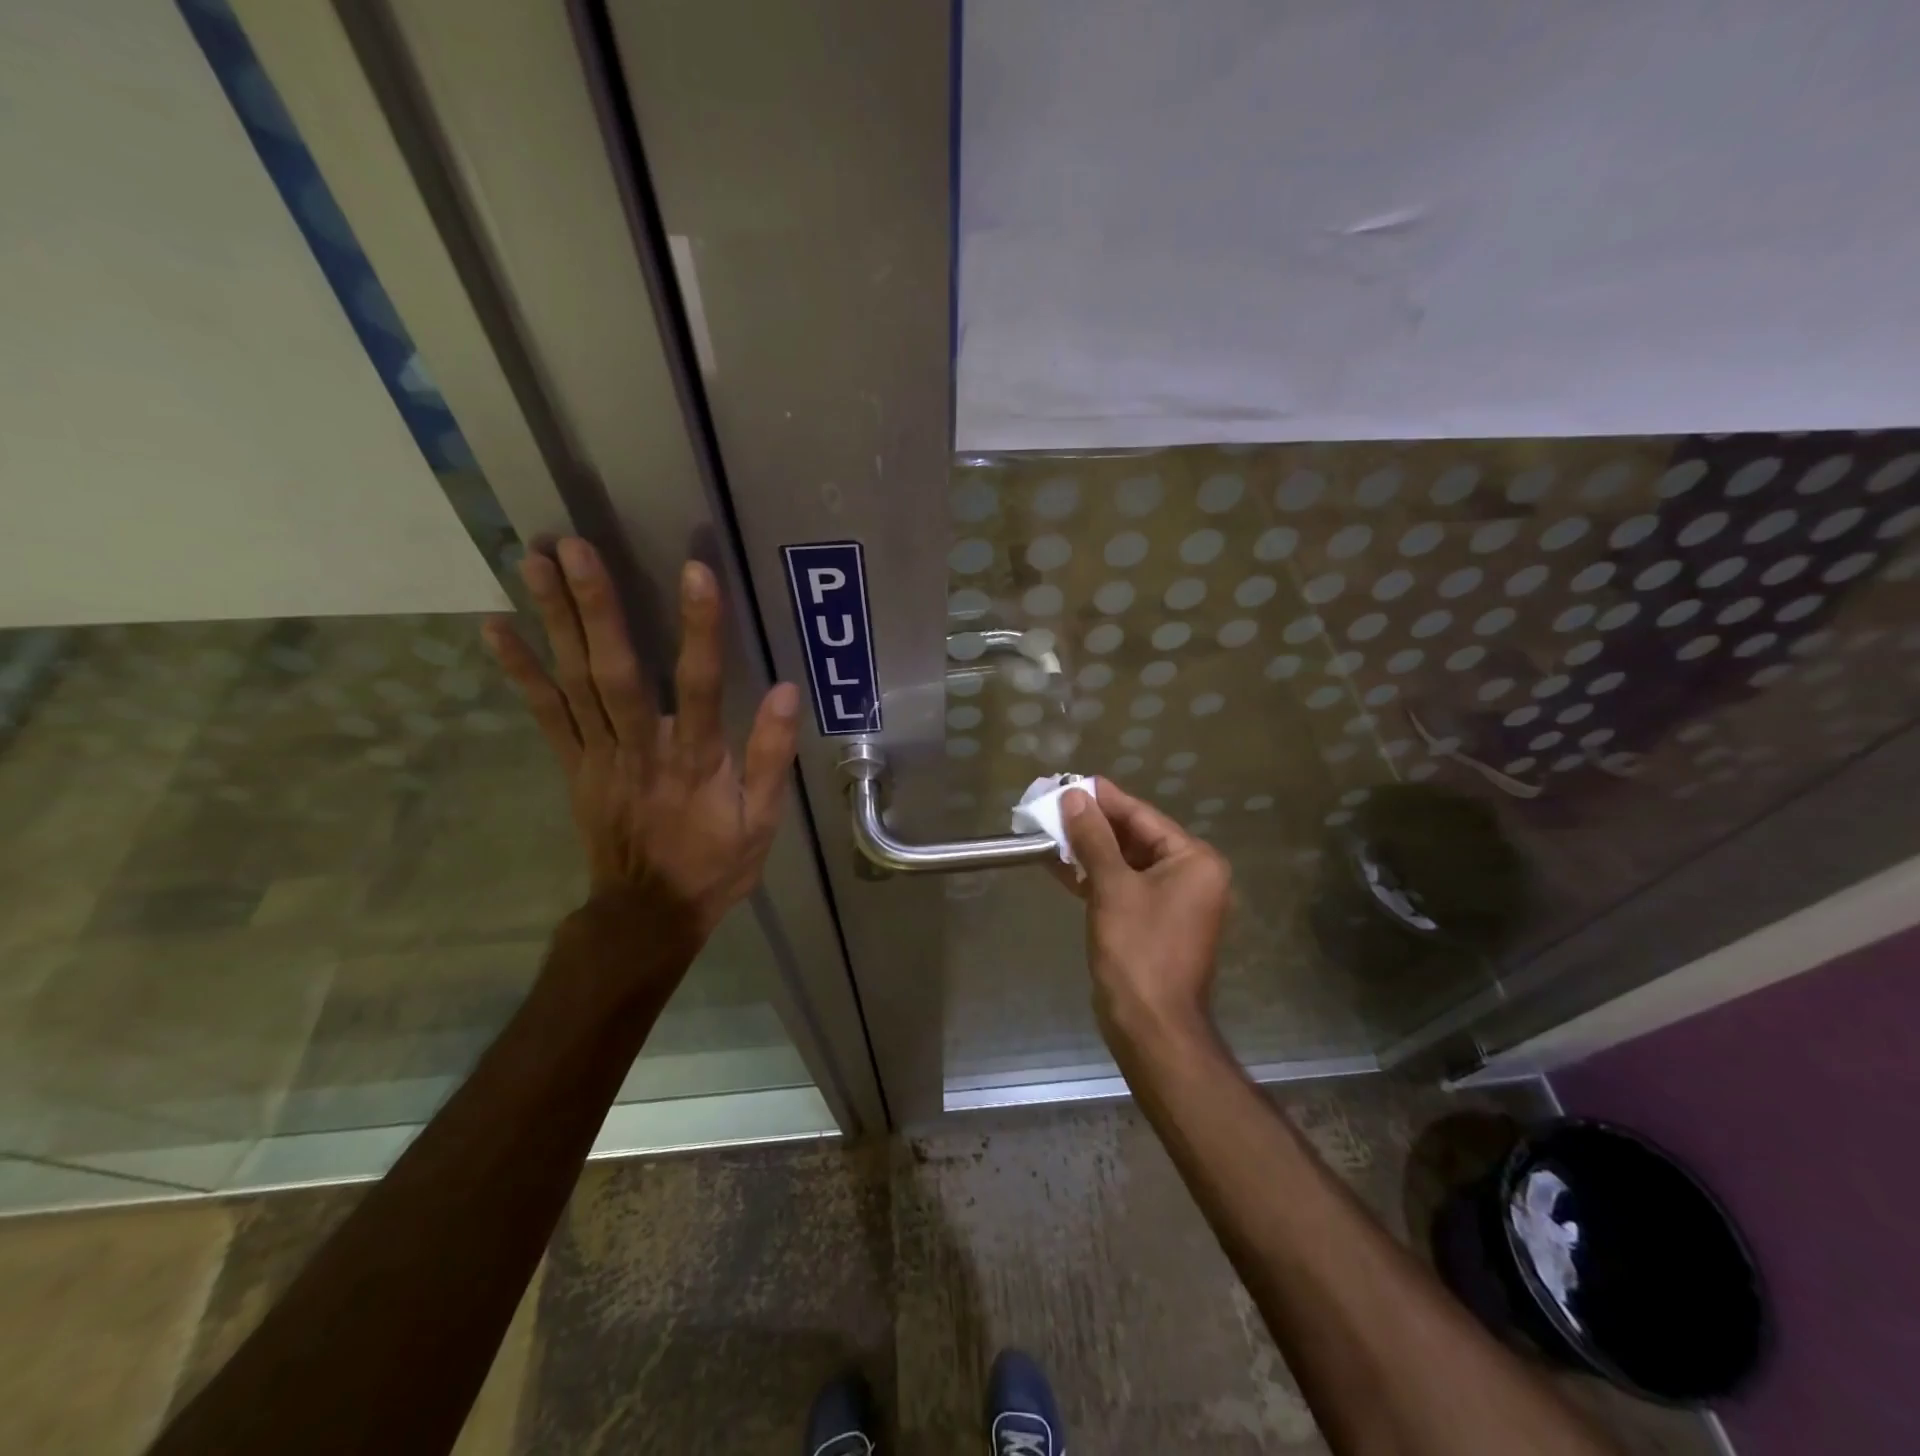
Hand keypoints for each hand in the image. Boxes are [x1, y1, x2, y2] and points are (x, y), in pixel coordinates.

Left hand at [482, 538, 800, 959]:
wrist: (647, 915)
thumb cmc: (714, 864)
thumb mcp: (762, 822)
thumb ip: (771, 757)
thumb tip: (785, 691)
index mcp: (695, 761)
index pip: (701, 685)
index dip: (699, 629)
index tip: (695, 572)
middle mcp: (641, 749)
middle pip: (616, 672)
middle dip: (595, 608)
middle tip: (572, 546)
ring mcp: (599, 756)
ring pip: (574, 682)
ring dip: (553, 620)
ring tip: (533, 560)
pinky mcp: (573, 766)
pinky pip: (545, 714)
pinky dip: (519, 670)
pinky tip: (496, 626)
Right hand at [1056, 779, 1232, 1052]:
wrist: (1151, 1026)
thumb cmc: (1138, 950)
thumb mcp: (1112, 887)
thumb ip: (1093, 838)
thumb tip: (1075, 796)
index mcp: (1194, 861)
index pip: (1143, 817)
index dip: (1105, 799)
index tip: (1073, 781)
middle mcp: (1190, 876)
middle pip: (1135, 838)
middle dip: (1093, 825)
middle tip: (1055, 804)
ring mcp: (1172, 902)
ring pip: (1125, 864)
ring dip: (1089, 850)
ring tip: (1050, 830)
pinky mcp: (1152, 923)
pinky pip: (1122, 888)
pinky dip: (1094, 877)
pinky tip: (1060, 865)